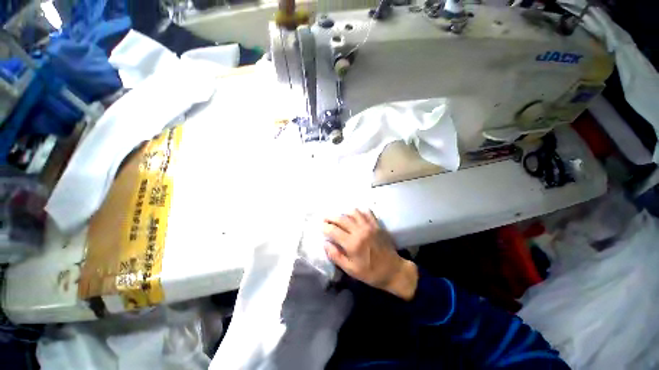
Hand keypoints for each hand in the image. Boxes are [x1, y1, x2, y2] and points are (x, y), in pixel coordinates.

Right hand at [322, 209, 417, 300]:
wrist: (393, 270)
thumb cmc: (370, 272)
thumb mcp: (350, 269)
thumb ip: (336, 256)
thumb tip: (325, 244)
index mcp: (352, 244)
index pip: (334, 231)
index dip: (325, 227)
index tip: (320, 226)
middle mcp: (360, 231)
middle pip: (342, 219)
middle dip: (331, 217)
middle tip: (325, 218)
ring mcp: (369, 226)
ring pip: (353, 212)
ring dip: (344, 213)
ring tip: (339, 216)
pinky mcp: (377, 224)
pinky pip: (366, 212)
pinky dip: (359, 211)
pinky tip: (354, 214)